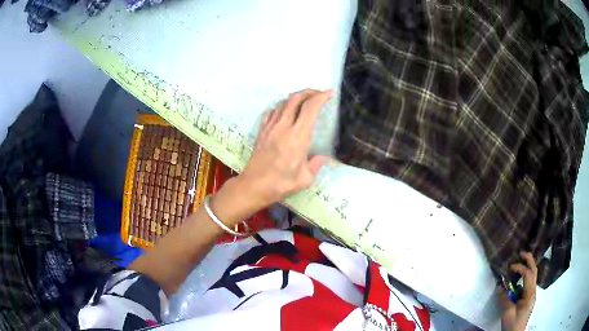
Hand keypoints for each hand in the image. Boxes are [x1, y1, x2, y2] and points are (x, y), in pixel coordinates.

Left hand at [236, 89, 333, 210]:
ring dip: (296, 98)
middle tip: (319, 94)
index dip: (322, 97)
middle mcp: (284, 126)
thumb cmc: (281, 184)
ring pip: (283, 102)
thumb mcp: (305, 179)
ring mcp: (270, 127)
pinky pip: (272, 111)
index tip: (331, 93)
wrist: (253, 186)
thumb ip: (317, 164)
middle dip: (310, 92)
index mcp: (298, 137)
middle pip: (296, 98)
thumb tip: (325, 158)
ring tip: (305, 101)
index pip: (310, 107)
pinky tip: (286, 112)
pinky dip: (282, 106)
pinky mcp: (262, 130)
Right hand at [497, 252, 537, 330]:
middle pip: (534, 271)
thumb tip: (499, 287)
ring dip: (527, 268)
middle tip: (522, 253)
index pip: (528, 274)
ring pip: (532, 277)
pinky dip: (523, 279)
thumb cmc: (513, 324)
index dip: (520, 267)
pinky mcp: (528, 299)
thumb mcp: (507, 313)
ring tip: (519, 264)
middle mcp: (533, 291)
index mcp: (530, 293)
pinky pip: (527, 285)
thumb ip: (504, 299)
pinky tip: (517, 282)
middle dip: (529, 260)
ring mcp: (531, 295)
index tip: (510, 267)